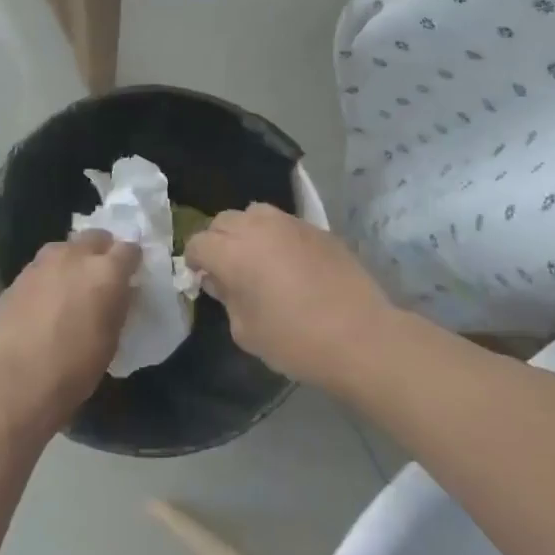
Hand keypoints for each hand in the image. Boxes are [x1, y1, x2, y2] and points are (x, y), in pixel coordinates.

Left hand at [0, 229, 139, 433]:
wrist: (16, 383)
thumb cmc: (75, 368)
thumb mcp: (111, 339)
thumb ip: (118, 305)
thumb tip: (121, 291)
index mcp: (106, 271)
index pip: (129, 248)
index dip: (132, 260)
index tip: (132, 273)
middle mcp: (74, 256)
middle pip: (95, 237)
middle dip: (103, 250)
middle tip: (103, 274)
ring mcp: (41, 264)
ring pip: (64, 247)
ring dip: (73, 259)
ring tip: (72, 284)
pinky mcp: (17, 278)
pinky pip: (41, 267)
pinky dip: (49, 276)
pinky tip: (45, 301)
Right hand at [185, 204, 392, 389]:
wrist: (360, 337)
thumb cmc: (295, 341)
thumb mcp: (246, 331)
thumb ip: (227, 298)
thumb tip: (220, 280)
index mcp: (233, 253)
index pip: (198, 242)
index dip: (194, 261)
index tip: (202, 279)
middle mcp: (258, 228)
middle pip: (223, 220)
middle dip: (217, 240)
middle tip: (226, 268)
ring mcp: (291, 224)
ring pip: (254, 213)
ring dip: (246, 230)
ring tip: (257, 257)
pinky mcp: (318, 229)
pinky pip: (285, 223)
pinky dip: (276, 236)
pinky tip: (289, 262)